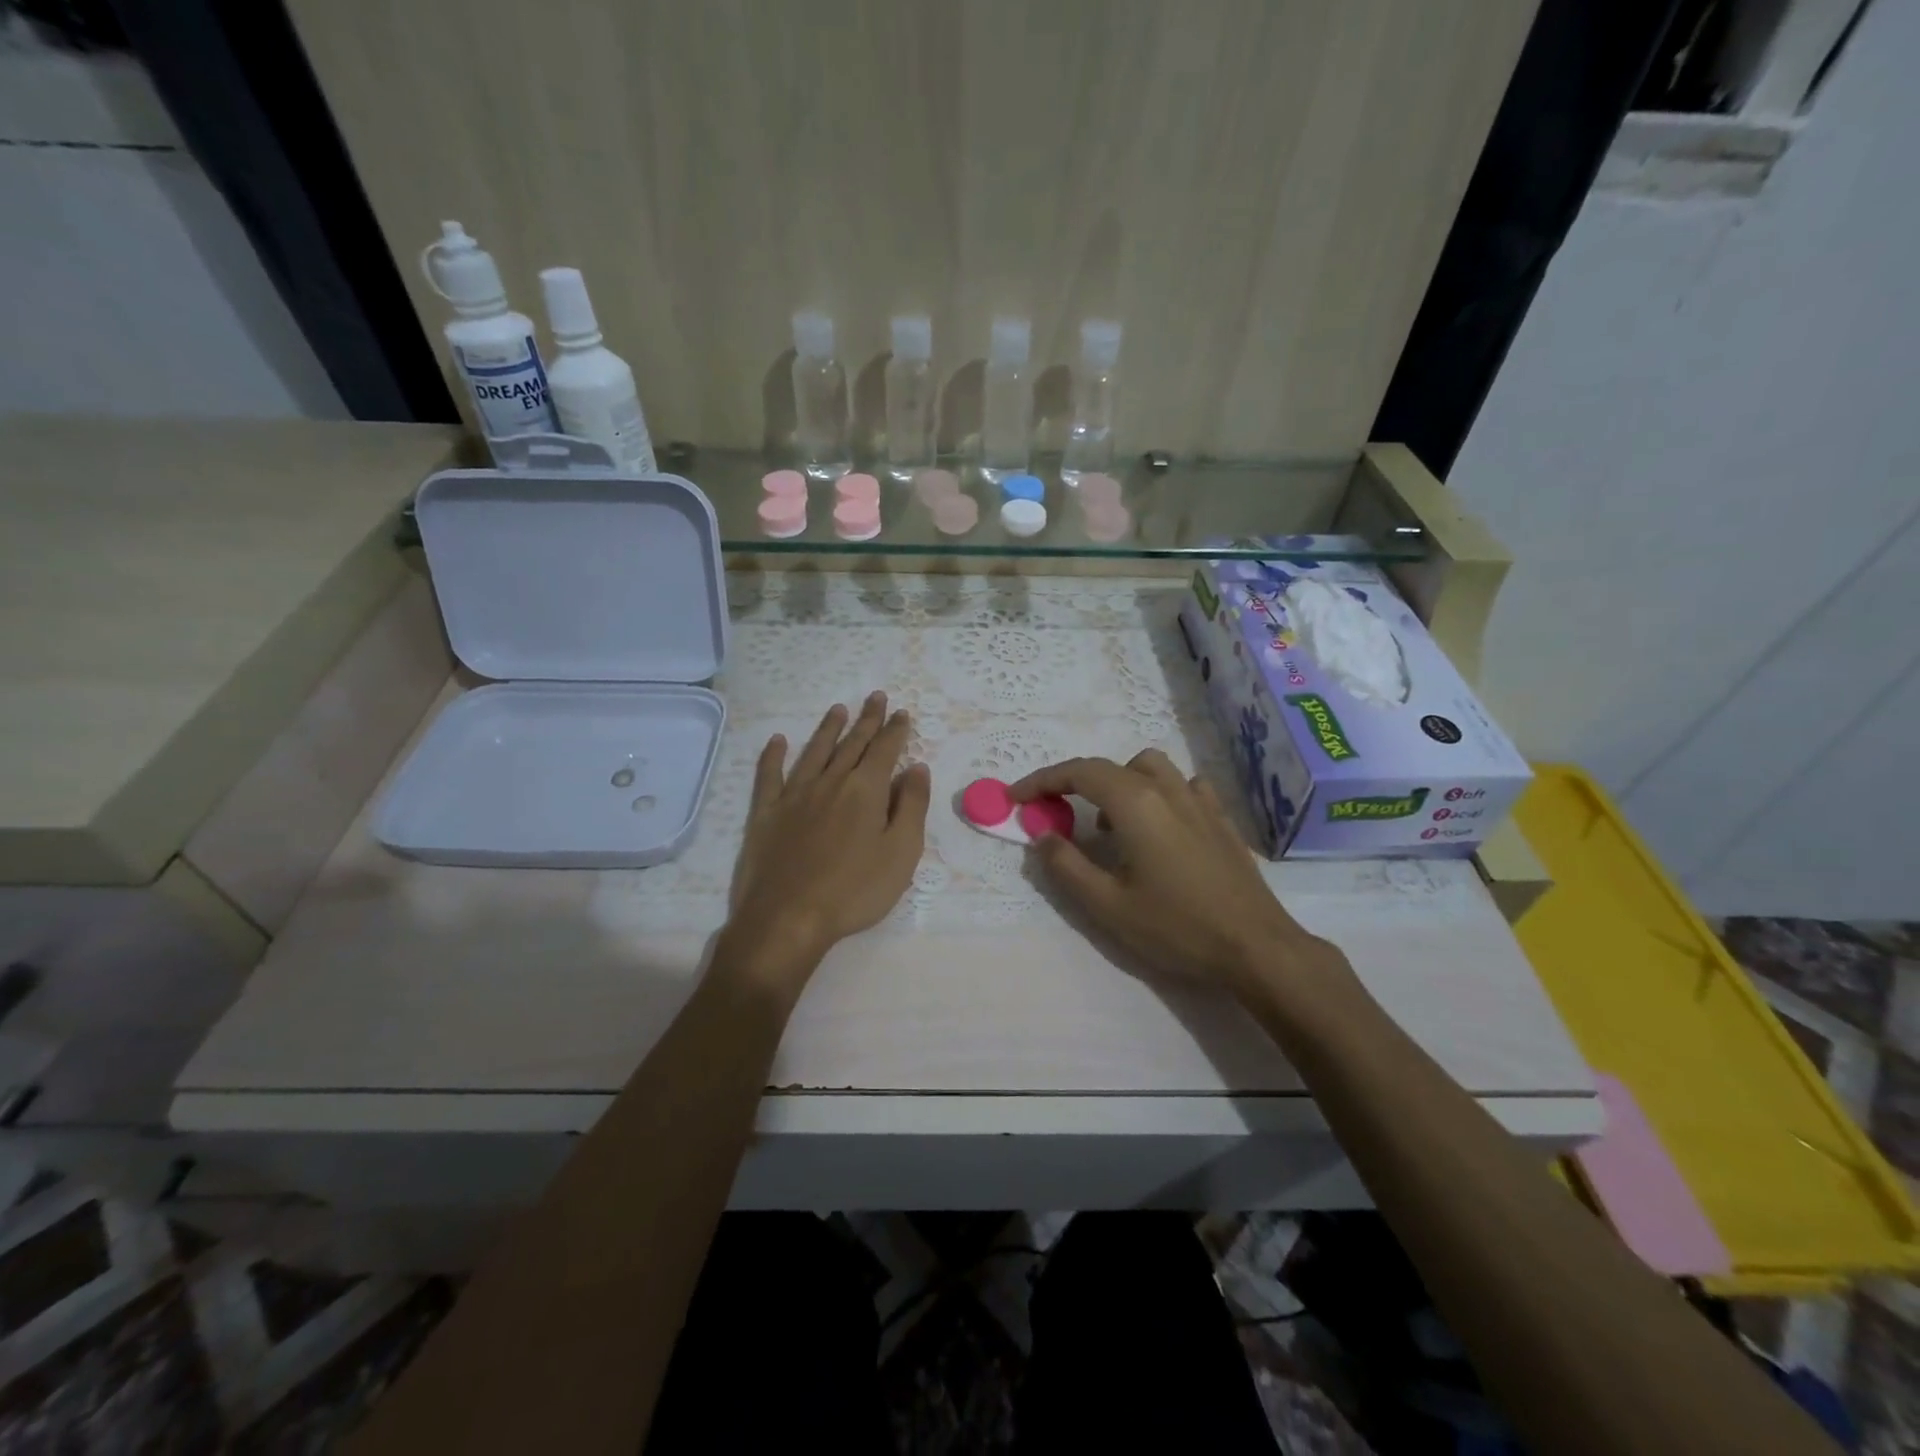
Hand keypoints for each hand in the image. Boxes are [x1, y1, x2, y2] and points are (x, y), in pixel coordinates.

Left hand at [723, 693, 930, 991]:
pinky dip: (773, 756)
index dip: (895, 730)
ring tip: (838, 709)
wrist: (787, 918)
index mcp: (866, 790)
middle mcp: (830, 782)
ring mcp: (794, 795)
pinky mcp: (766, 813)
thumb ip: (912, 807)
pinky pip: (769, 775)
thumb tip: (917, 768)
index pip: (885, 750)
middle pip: (852, 743)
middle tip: (876, 697)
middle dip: (867, 719)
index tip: (901, 712)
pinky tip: (777, 741)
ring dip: (828, 729)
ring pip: (814, 751)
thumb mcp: (901, 853)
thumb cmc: (854, 891)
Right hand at [1010, 751, 1347, 1001]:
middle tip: (1055, 813)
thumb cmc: (1176, 926)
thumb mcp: (1107, 905)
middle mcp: (1167, 789)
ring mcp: (1199, 800)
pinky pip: (1183, 785)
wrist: (1256, 947)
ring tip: (1110, 823)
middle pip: (1110, 766)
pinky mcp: (1221, 818)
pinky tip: (1161, 824)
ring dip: (1119, 782)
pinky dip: (1159, 792)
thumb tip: (1042, 836)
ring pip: (1150, 767)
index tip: (1017, 797)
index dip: (1042, 780)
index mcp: (1135, 803)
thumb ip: (1066, 865)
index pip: (1079, 773)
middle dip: (1075, 782)